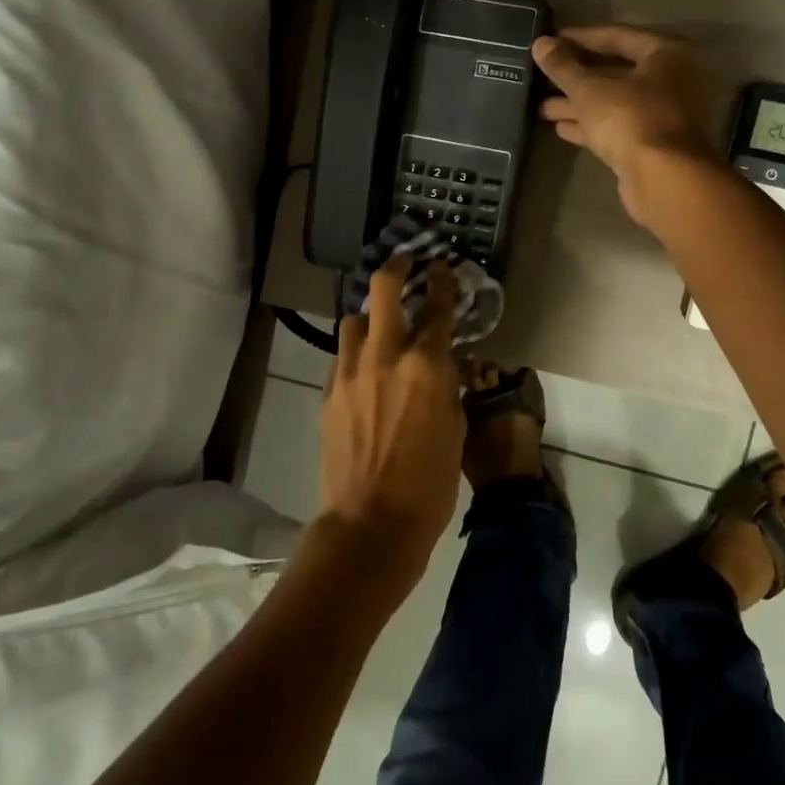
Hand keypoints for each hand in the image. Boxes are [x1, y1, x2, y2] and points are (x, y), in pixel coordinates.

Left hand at [315, 258, 464, 594]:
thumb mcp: (456, 429)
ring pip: (353, 319)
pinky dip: (355, 351)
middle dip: (396, 267)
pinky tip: (364, 366)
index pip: (437, 306)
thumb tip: (443, 364)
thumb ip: (447, 386)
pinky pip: (341, 355)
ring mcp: (350, 372)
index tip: (442, 266)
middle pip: (383, 289)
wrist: (371, 522)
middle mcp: (385, 356)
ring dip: (369, 315)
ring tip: (379, 325)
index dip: (442, 281)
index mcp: (427, 365)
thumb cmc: (430, 483)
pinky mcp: (329, 391)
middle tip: (404, 261)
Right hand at [532, 26, 719, 229]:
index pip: (619, 36)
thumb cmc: (630, 119)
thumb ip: (563, 67)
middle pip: (617, 71)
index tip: (552, 41)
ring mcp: (665, 115)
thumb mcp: (589, 89)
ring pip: (616, 102)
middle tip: (544, 76)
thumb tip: (540, 44)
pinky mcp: (654, 145)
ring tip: (542, 108)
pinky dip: (592, 125)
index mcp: (668, 54)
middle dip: (577, 76)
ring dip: (580, 104)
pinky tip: (561, 128)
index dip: (581, 38)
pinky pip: (619, 126)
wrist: (662, 179)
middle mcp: (673, 80)